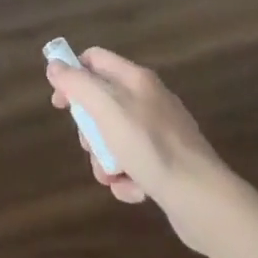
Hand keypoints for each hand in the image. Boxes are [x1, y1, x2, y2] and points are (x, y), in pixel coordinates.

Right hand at [46, 47, 232, 251]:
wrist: (202, 198)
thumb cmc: (150, 146)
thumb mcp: (107, 109)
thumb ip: (78, 84)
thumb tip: (55, 65)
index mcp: (136, 79)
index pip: (94, 59)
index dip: (72, 75)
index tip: (60, 104)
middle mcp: (150, 99)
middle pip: (103, 102)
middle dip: (89, 128)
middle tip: (89, 145)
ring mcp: (162, 132)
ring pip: (116, 137)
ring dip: (105, 158)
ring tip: (111, 176)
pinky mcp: (169, 163)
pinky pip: (135, 163)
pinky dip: (127, 177)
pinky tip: (133, 190)